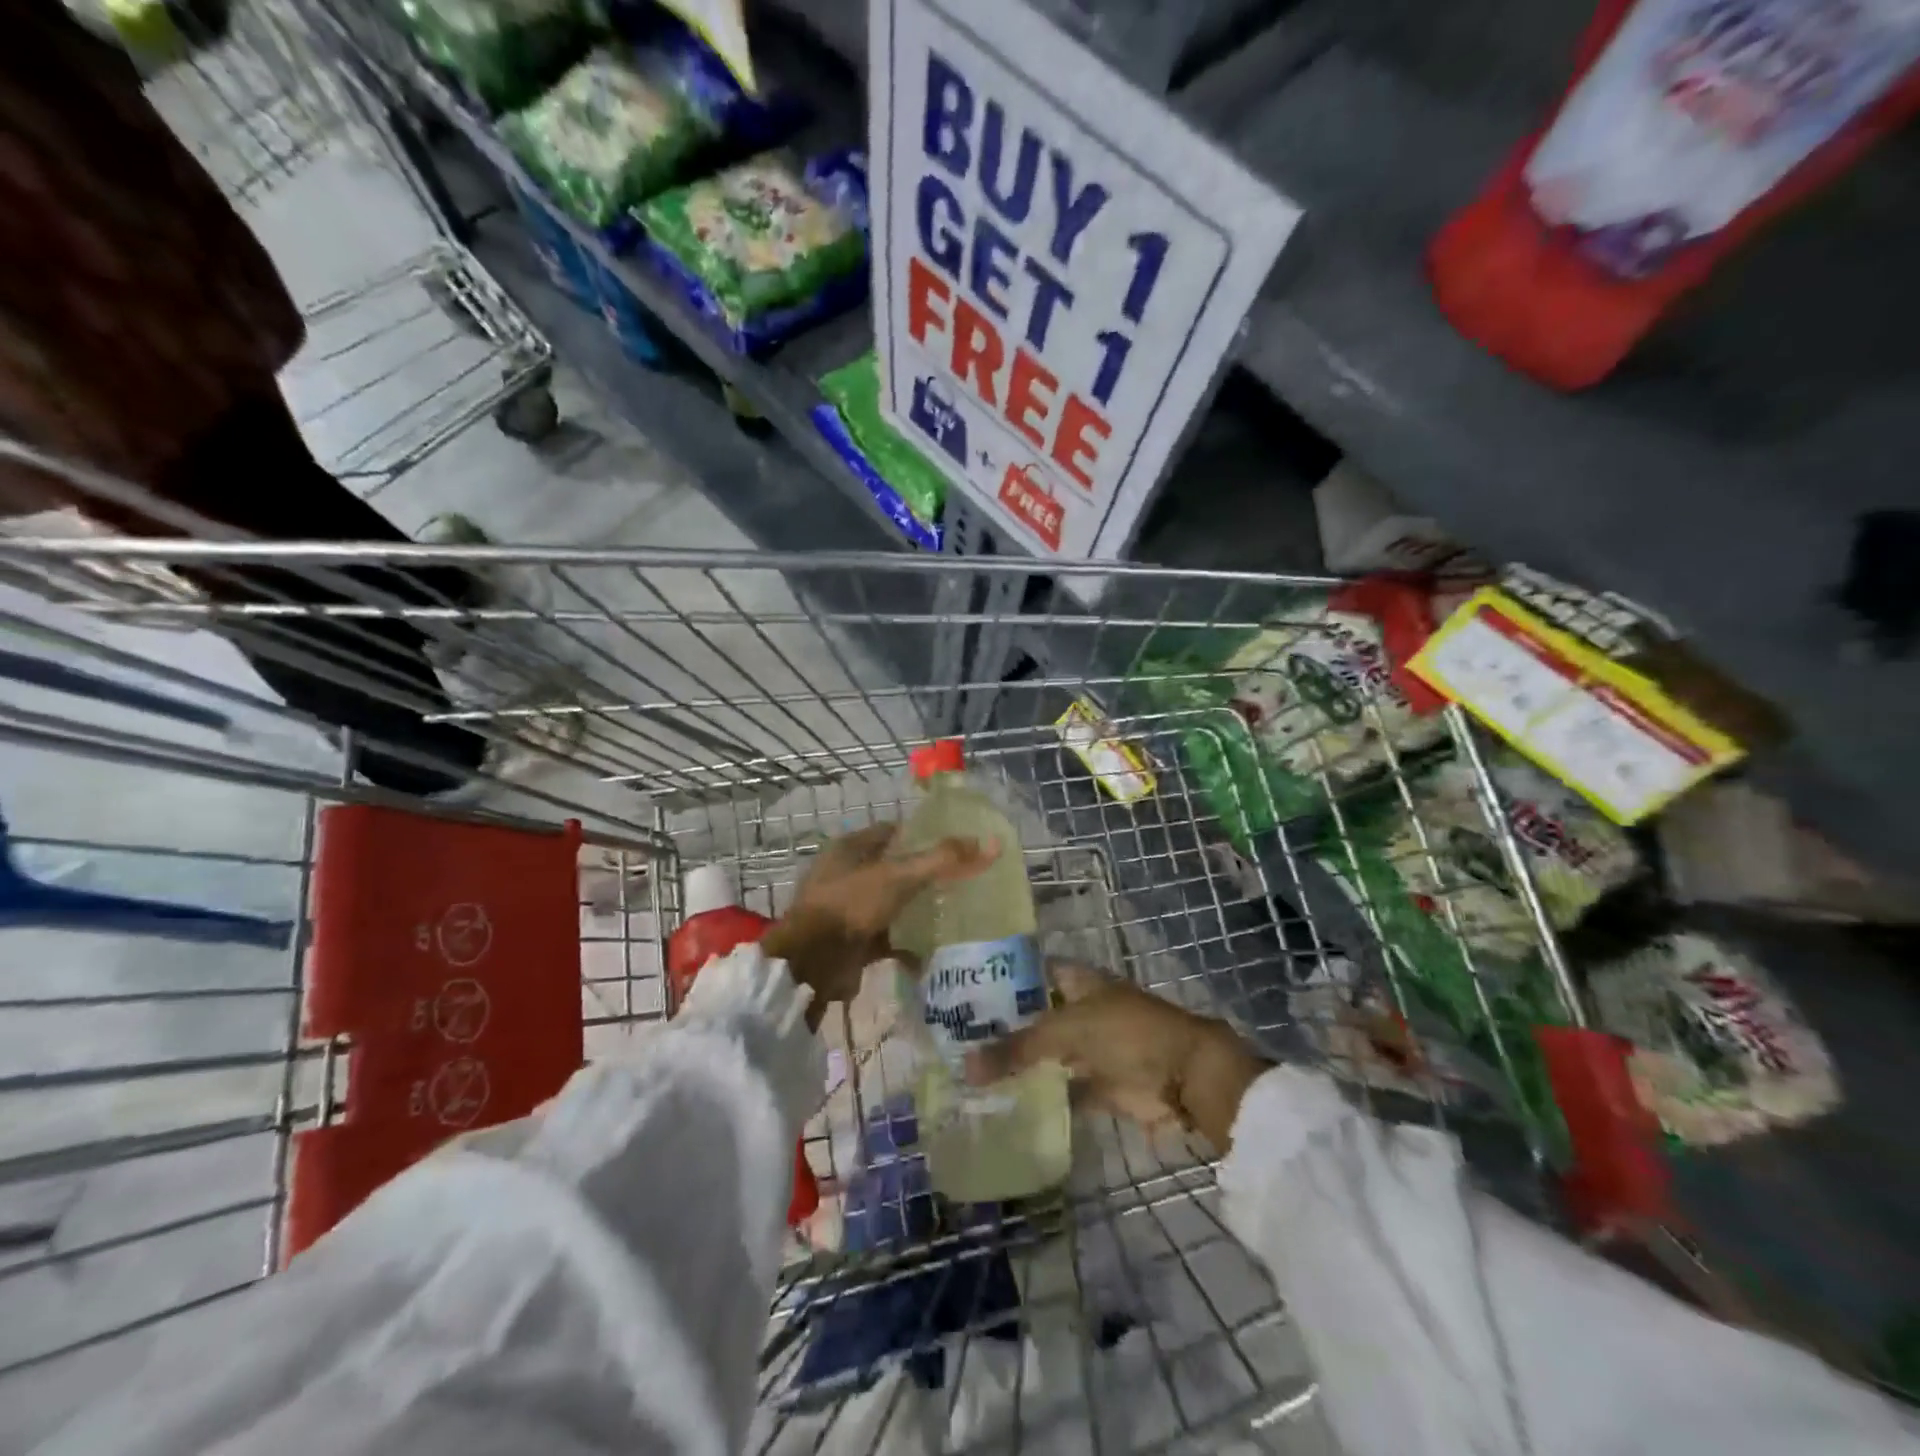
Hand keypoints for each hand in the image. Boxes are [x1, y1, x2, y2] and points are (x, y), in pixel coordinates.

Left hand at [763, 823, 994, 1025]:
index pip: (893, 831)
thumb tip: (991, 843)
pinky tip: (934, 950)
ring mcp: (849, 910)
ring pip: (893, 904)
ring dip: (918, 910)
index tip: (955, 843)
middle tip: (963, 880)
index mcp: (850, 848)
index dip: (923, 835)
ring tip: (957, 912)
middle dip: (925, 876)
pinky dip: (908, 944)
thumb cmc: (850, 905)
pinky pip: (888, 938)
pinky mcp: (853, 942)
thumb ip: (943, 859)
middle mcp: (847, 875)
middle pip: (895, 869)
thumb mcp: (899, 876)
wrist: (811, 964)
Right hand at [963, 961, 1269, 1150]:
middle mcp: (1081, 1009)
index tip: (963, 991)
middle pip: (1036, 1016)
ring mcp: (1092, 1048)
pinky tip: (1007, 1104)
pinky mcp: (1101, 1084)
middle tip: (956, 1038)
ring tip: (971, 1073)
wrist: (1185, 1076)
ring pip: (1048, 1053)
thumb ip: (1017, 1048)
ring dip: (1021, 1064)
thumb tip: (965, 1066)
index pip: (1031, 972)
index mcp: (1077, 981)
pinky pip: (1064, 1088)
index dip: (1002, 979)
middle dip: (1004, 1026)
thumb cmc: (1126, 1033)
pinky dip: (1043, 1096)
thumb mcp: (1066, 1031)